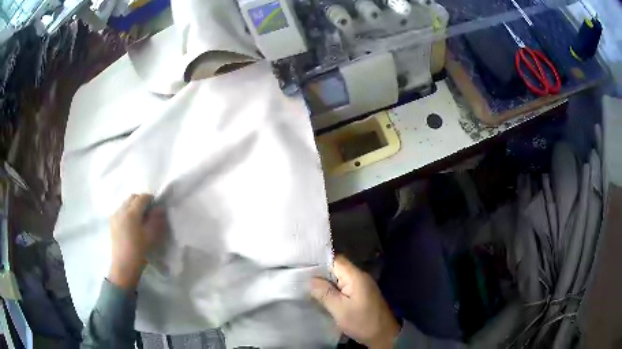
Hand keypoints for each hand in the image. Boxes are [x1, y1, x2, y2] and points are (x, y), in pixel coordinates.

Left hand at [108, 194, 166, 290]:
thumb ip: (157, 219)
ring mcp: (115, 215)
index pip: (142, 197)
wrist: (124, 265)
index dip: (151, 199)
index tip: (156, 206)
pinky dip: (127, 212)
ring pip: (126, 203)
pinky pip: (121, 210)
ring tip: (140, 218)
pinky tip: (131, 224)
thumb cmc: (139, 250)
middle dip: (141, 201)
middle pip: (132, 198)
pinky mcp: (112, 222)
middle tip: (149, 211)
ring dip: (134, 206)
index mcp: (131, 212)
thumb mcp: (151, 235)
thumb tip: (160, 208)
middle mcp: (121, 210)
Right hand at [310, 255, 400, 347]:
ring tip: (307, 286)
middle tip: (300, 278)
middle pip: (336, 267)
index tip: (302, 266)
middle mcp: (359, 276)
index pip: (335, 260)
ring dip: (325, 282)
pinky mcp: (361, 293)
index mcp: (355, 276)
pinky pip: (344, 286)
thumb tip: (310, 279)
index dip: (318, 261)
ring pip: (339, 277)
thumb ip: (324, 293)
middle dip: (320, 272)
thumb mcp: (340, 309)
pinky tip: (322, 295)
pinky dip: (333, 288)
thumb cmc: (362, 322)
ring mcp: (361, 285)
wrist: (384, 334)